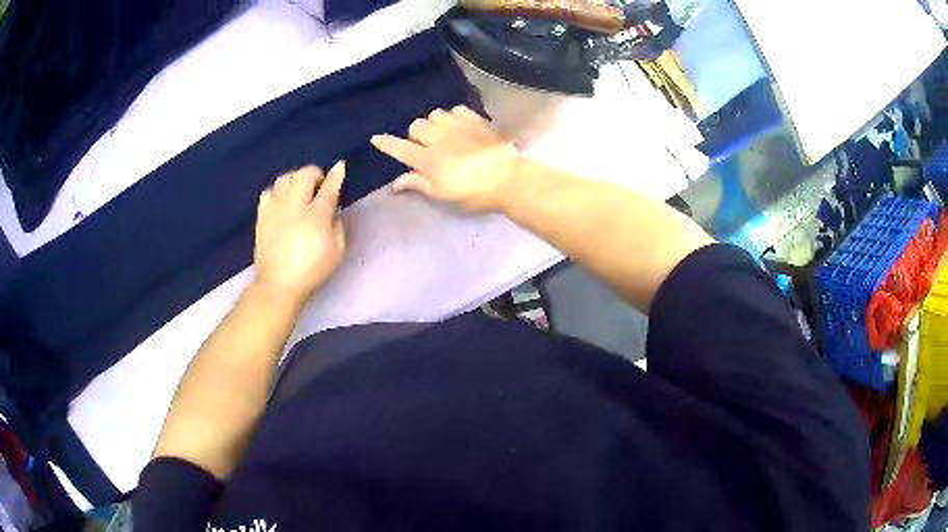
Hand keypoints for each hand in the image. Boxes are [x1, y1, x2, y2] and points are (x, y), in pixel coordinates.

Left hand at [253, 163, 345, 306]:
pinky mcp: (262, 216)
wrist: (279, 286)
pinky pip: (268, 192)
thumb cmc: (312, 272)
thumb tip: (333, 209)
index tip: (340, 167)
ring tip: (300, 190)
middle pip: (304, 174)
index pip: (329, 186)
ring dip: (295, 179)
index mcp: (316, 215)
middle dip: (314, 173)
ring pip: (284, 178)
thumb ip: (338, 225)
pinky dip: (277, 191)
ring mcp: (275, 209)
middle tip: (319, 184)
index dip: (336, 175)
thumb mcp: (337, 251)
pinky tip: (282, 201)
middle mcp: (295, 206)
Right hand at [371, 105, 520, 212]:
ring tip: (442, 133)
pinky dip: (453, 116)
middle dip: (416, 135)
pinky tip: (459, 125)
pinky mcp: (475, 119)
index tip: (375, 138)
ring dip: (434, 123)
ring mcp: (458, 125)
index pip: (399, 148)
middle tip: (424, 147)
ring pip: (435, 114)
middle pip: (416, 125)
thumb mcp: (442, 195)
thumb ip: (417, 185)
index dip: (386, 144)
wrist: (508, 179)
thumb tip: (394, 185)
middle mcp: (438, 137)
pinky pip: (456, 109)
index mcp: (427, 159)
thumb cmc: (473, 193)